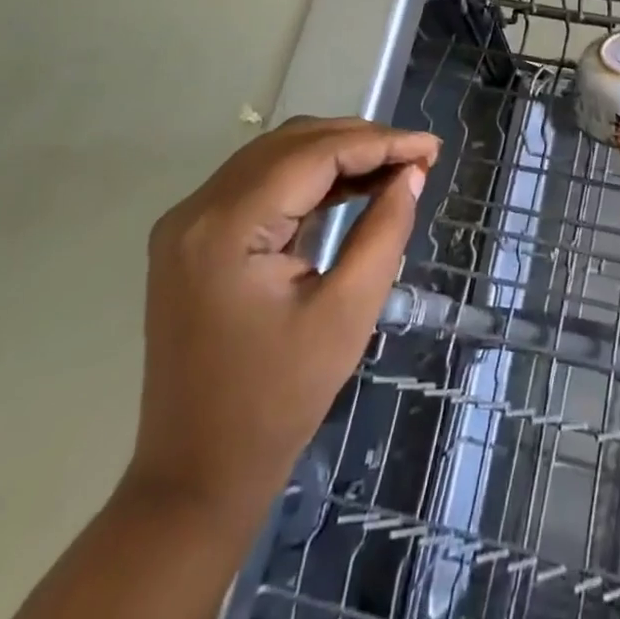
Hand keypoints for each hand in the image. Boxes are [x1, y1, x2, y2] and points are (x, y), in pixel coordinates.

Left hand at [124, 116, 439, 512]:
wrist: (195, 477)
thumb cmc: (277, 402)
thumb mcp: (347, 314)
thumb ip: (384, 231)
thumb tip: (412, 173)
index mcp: (226, 227)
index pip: (313, 154)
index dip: (378, 143)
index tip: (430, 147)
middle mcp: (196, 210)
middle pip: (291, 145)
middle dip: (360, 141)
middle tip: (417, 155)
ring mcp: (188, 222)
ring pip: (276, 157)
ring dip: (336, 154)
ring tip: (394, 166)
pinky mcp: (193, 237)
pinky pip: (260, 184)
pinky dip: (308, 179)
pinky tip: (352, 186)